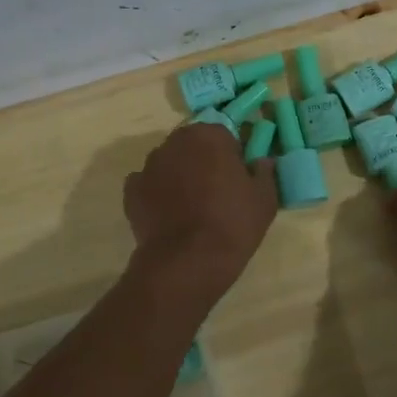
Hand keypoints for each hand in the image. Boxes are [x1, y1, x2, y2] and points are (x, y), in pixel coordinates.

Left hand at [123, 124, 277, 295]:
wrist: (188, 261)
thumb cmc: (233, 223)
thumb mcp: (265, 199)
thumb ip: (264, 172)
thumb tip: (261, 161)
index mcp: (209, 135)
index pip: (224, 135)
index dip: (232, 155)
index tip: (238, 177)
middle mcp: (175, 142)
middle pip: (193, 145)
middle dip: (203, 161)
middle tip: (216, 190)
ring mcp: (149, 165)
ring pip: (169, 163)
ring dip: (179, 175)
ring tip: (191, 206)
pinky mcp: (131, 191)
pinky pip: (148, 185)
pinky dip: (157, 194)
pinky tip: (169, 215)